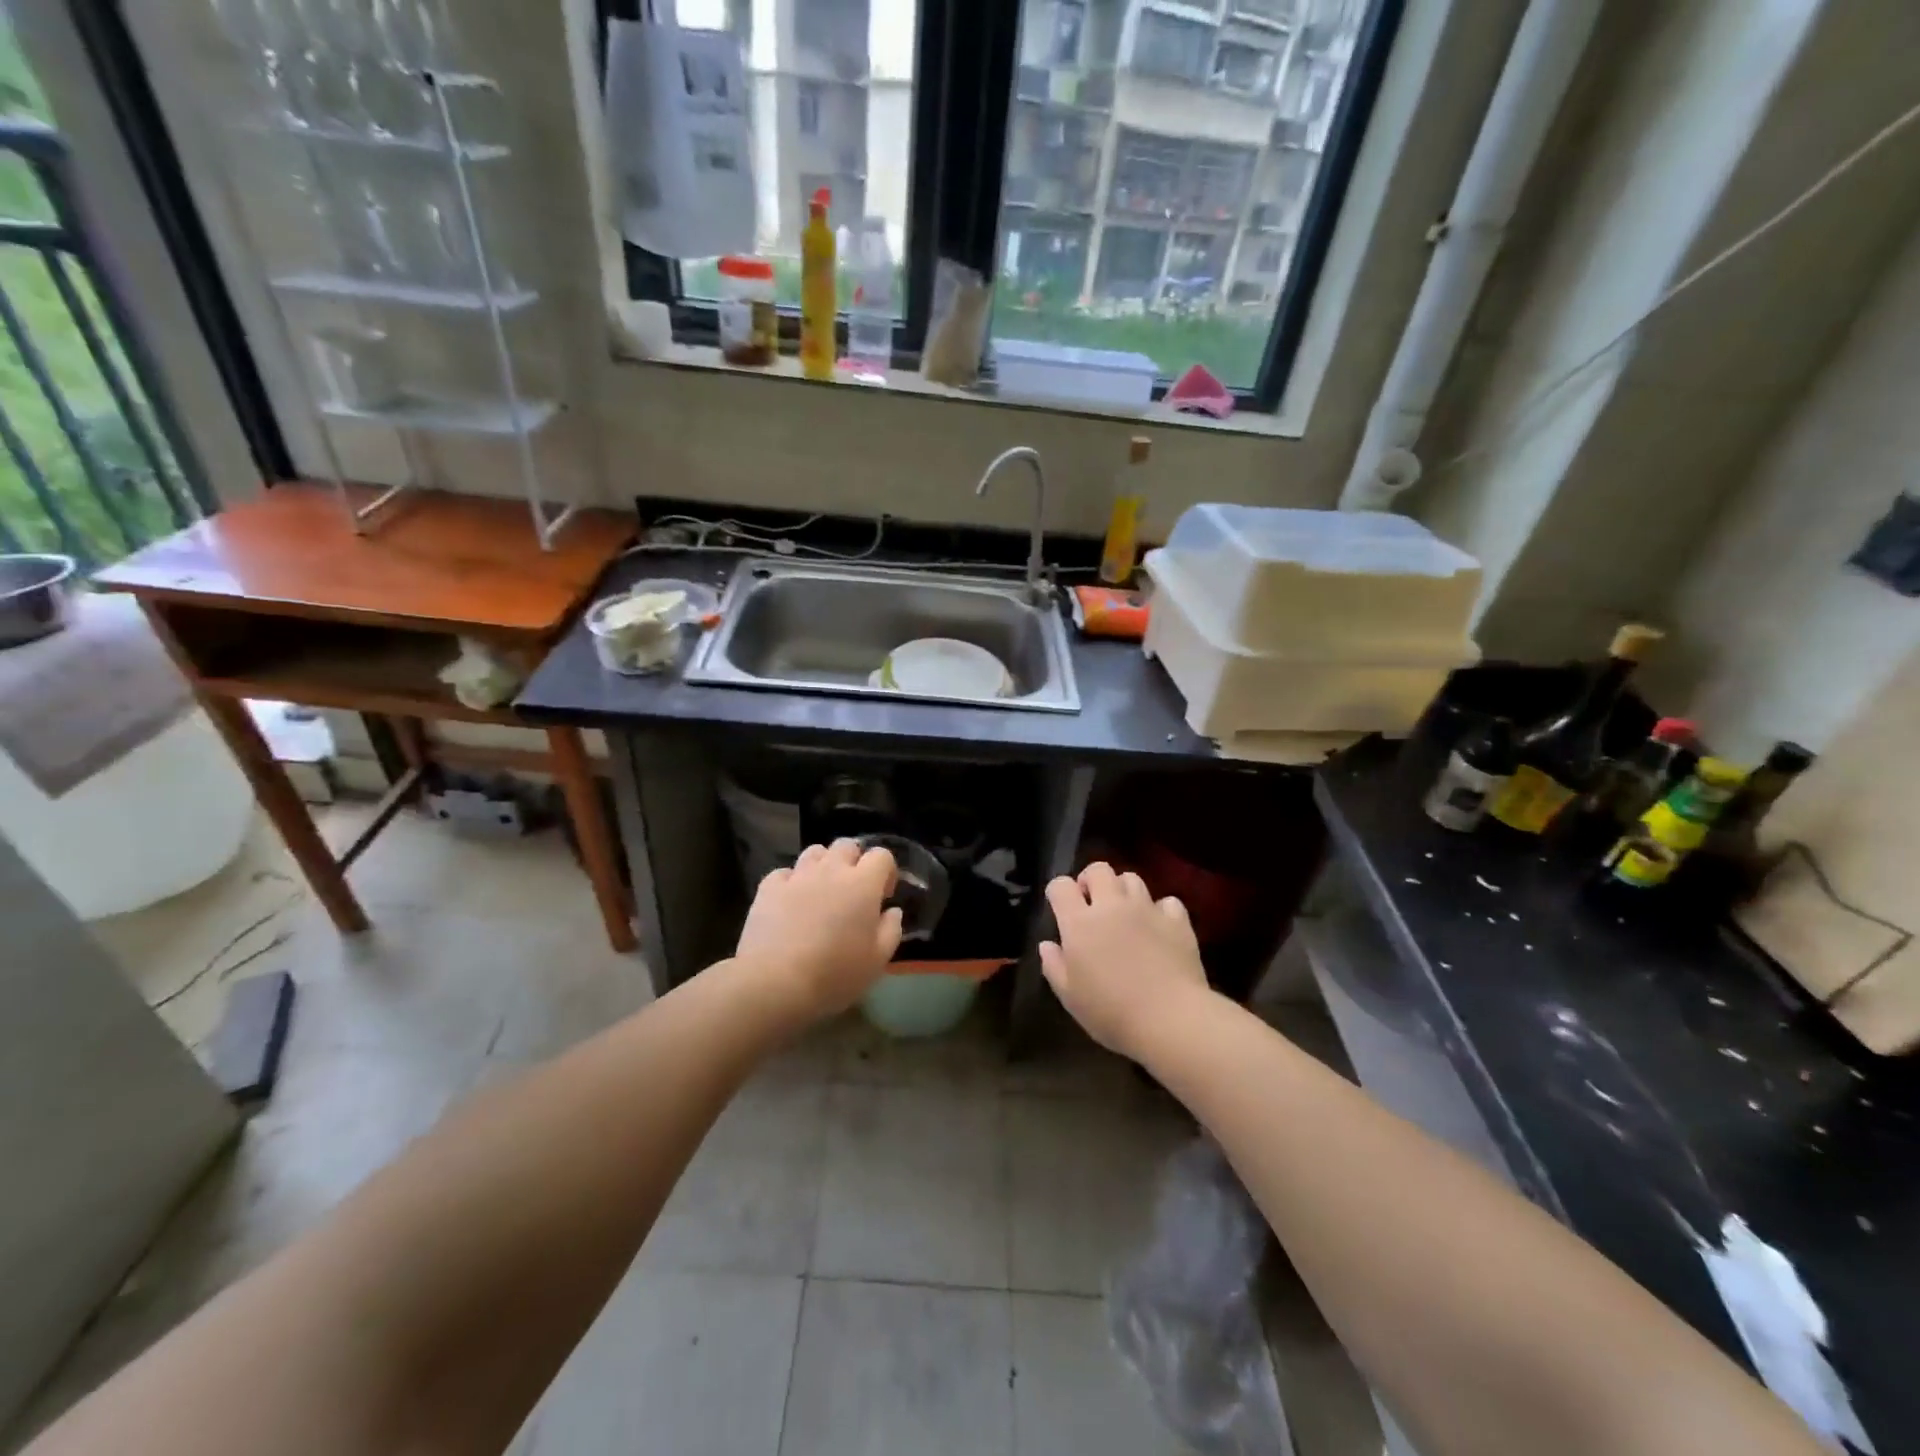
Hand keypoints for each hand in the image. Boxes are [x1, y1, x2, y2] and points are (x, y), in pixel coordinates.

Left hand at [735, 839, 902, 1022]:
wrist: (775, 982)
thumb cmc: (834, 973)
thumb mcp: (877, 960)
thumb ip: (891, 930)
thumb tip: (892, 911)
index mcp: (863, 884)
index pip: (881, 855)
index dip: (886, 871)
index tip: (883, 896)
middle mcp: (831, 870)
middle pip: (847, 846)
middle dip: (854, 862)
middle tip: (853, 891)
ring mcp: (798, 875)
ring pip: (815, 852)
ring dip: (823, 865)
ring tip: (821, 891)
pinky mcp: (768, 887)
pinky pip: (784, 873)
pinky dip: (791, 882)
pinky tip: (790, 902)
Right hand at [1039, 862, 1208, 1058]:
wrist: (1170, 1019)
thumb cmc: (1112, 1012)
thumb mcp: (1070, 997)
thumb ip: (1054, 966)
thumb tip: (1047, 945)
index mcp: (1080, 923)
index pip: (1061, 886)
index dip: (1058, 892)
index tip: (1060, 908)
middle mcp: (1112, 905)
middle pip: (1098, 869)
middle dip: (1091, 880)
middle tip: (1092, 904)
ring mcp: (1147, 909)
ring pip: (1132, 878)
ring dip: (1123, 891)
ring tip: (1125, 913)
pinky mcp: (1177, 920)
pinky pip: (1166, 901)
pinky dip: (1160, 910)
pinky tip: (1158, 928)